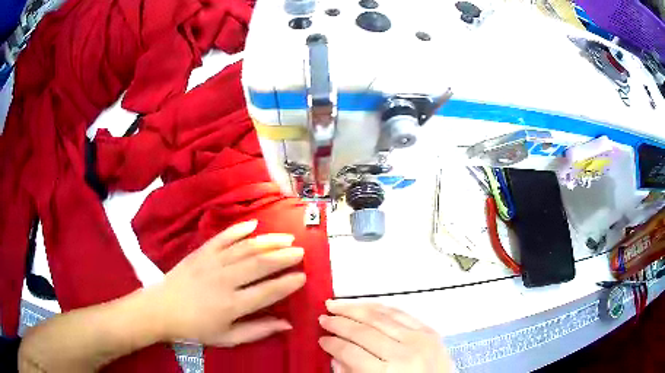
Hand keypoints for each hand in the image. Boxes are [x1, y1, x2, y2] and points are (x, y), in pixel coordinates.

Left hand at [147, 220, 305, 346]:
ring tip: (286, 238)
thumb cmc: (196, 328)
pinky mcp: (201, 251)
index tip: (303, 276)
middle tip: (301, 252)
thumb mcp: (228, 338)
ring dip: (268, 241)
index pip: (268, 291)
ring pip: (245, 248)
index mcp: (232, 305)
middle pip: (260, 264)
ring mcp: (212, 262)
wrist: (162, 309)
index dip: (288, 283)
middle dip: (284, 257)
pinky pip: (223, 237)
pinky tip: (254, 224)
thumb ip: (258, 330)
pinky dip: (239, 229)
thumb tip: (287, 324)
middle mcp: (225, 280)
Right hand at [319, 302, 453, 372]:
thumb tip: (335, 356)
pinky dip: (381, 308)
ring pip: (381, 317)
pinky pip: (401, 313)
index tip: (321, 339)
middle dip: (339, 323)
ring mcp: (419, 339)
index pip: (350, 352)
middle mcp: (403, 353)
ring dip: (355, 308)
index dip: (332, 344)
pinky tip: (367, 305)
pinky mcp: (430, 331)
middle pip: (363, 332)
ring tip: (337, 304)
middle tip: (323, 317)